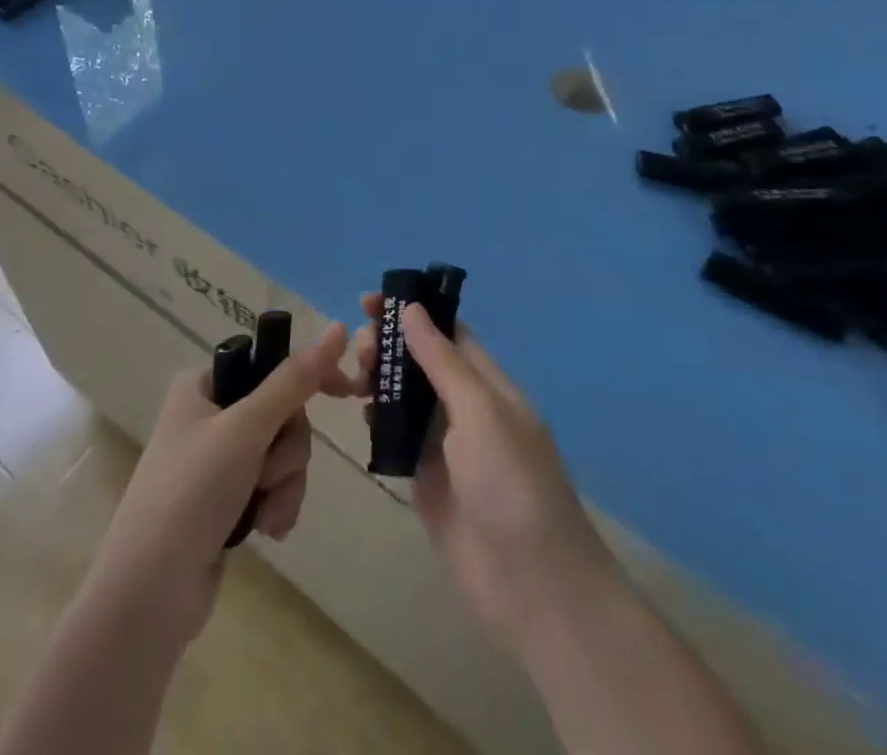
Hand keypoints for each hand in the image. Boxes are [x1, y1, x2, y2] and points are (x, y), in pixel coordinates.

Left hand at [89, 322, 351, 646]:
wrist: (149, 595)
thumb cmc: (191, 494)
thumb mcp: (245, 429)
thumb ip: (292, 382)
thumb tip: (336, 330)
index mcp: (203, 385)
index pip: (269, 362)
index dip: (311, 374)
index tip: (348, 392)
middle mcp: (209, 415)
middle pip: (282, 413)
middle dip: (288, 450)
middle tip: (270, 475)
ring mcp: (217, 460)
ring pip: (282, 453)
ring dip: (285, 484)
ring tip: (265, 515)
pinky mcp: (226, 499)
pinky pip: (272, 486)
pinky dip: (276, 505)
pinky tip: (266, 532)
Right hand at [353, 294, 618, 654]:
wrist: (533, 585)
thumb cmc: (511, 483)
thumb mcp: (480, 411)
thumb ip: (442, 359)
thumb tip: (412, 308)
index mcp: (487, 383)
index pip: (447, 332)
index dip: (413, 312)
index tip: (371, 301)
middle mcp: (465, 407)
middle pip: (421, 361)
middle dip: (390, 345)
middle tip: (360, 348)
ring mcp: (445, 445)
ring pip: (405, 397)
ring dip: (380, 379)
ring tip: (354, 378)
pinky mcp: (426, 480)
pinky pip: (397, 437)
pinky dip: (377, 420)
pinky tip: (360, 413)